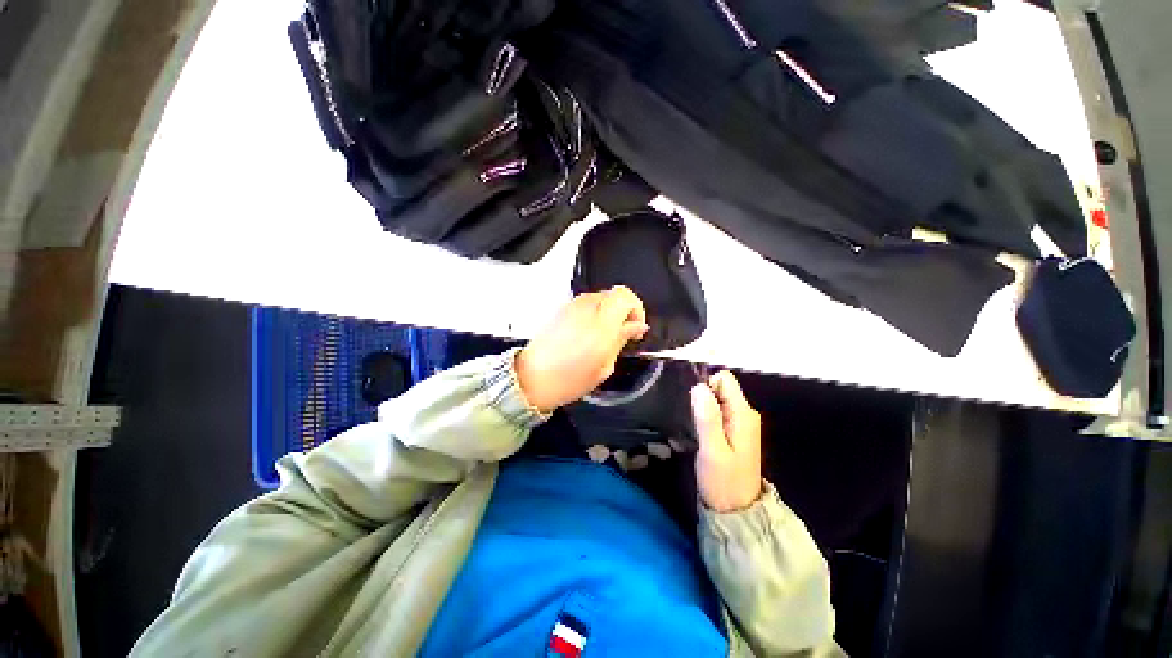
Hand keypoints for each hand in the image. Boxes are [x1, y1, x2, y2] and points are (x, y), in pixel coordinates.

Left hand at [516, 286, 648, 411]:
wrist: (531, 379)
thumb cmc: (570, 379)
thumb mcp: (604, 365)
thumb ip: (622, 339)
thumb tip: (637, 326)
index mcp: (601, 322)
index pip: (625, 295)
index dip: (635, 309)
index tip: (635, 327)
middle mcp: (586, 307)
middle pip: (613, 295)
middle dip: (622, 311)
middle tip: (621, 334)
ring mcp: (570, 306)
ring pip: (599, 299)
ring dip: (607, 313)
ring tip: (602, 337)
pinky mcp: (559, 310)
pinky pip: (583, 305)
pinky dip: (592, 315)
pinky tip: (586, 336)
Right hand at [691, 370, 762, 512]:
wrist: (736, 511)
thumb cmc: (724, 482)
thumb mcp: (713, 451)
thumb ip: (707, 418)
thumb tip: (699, 387)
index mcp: (744, 414)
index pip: (724, 379)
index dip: (706, 386)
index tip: (694, 406)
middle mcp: (745, 414)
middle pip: (720, 387)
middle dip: (703, 398)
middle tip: (695, 422)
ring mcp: (740, 422)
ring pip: (717, 399)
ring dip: (703, 408)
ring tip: (697, 429)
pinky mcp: (733, 431)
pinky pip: (716, 411)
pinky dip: (706, 417)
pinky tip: (700, 433)